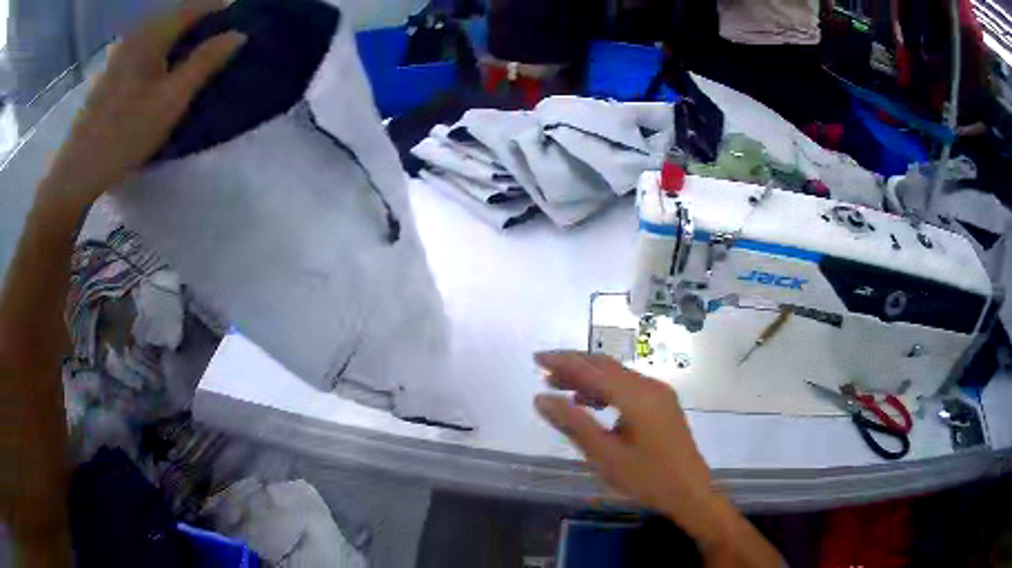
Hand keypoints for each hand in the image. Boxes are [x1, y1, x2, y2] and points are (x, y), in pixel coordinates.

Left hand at [40, 3, 245, 210]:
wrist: (78, 171)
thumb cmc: (125, 135)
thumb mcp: (170, 100)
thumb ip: (204, 63)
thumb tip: (238, 35)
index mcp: (153, 35)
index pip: (196, 5)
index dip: (221, 9)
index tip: (238, 24)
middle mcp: (137, 34)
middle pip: (178, 15)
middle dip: (202, 22)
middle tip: (220, 43)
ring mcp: (121, 52)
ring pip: (161, 31)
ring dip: (182, 36)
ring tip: (196, 57)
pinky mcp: (112, 71)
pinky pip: (146, 46)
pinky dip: (163, 49)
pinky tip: (164, 71)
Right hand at [534, 352, 783, 566]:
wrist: (690, 491)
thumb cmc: (646, 477)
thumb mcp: (605, 455)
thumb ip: (573, 424)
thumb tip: (541, 398)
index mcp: (636, 396)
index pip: (592, 370)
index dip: (563, 361)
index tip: (537, 358)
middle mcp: (650, 386)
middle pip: (606, 367)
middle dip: (574, 365)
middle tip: (544, 370)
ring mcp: (659, 394)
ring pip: (617, 376)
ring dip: (589, 377)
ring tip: (559, 386)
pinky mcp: (662, 405)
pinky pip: (628, 387)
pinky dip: (605, 389)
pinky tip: (589, 402)